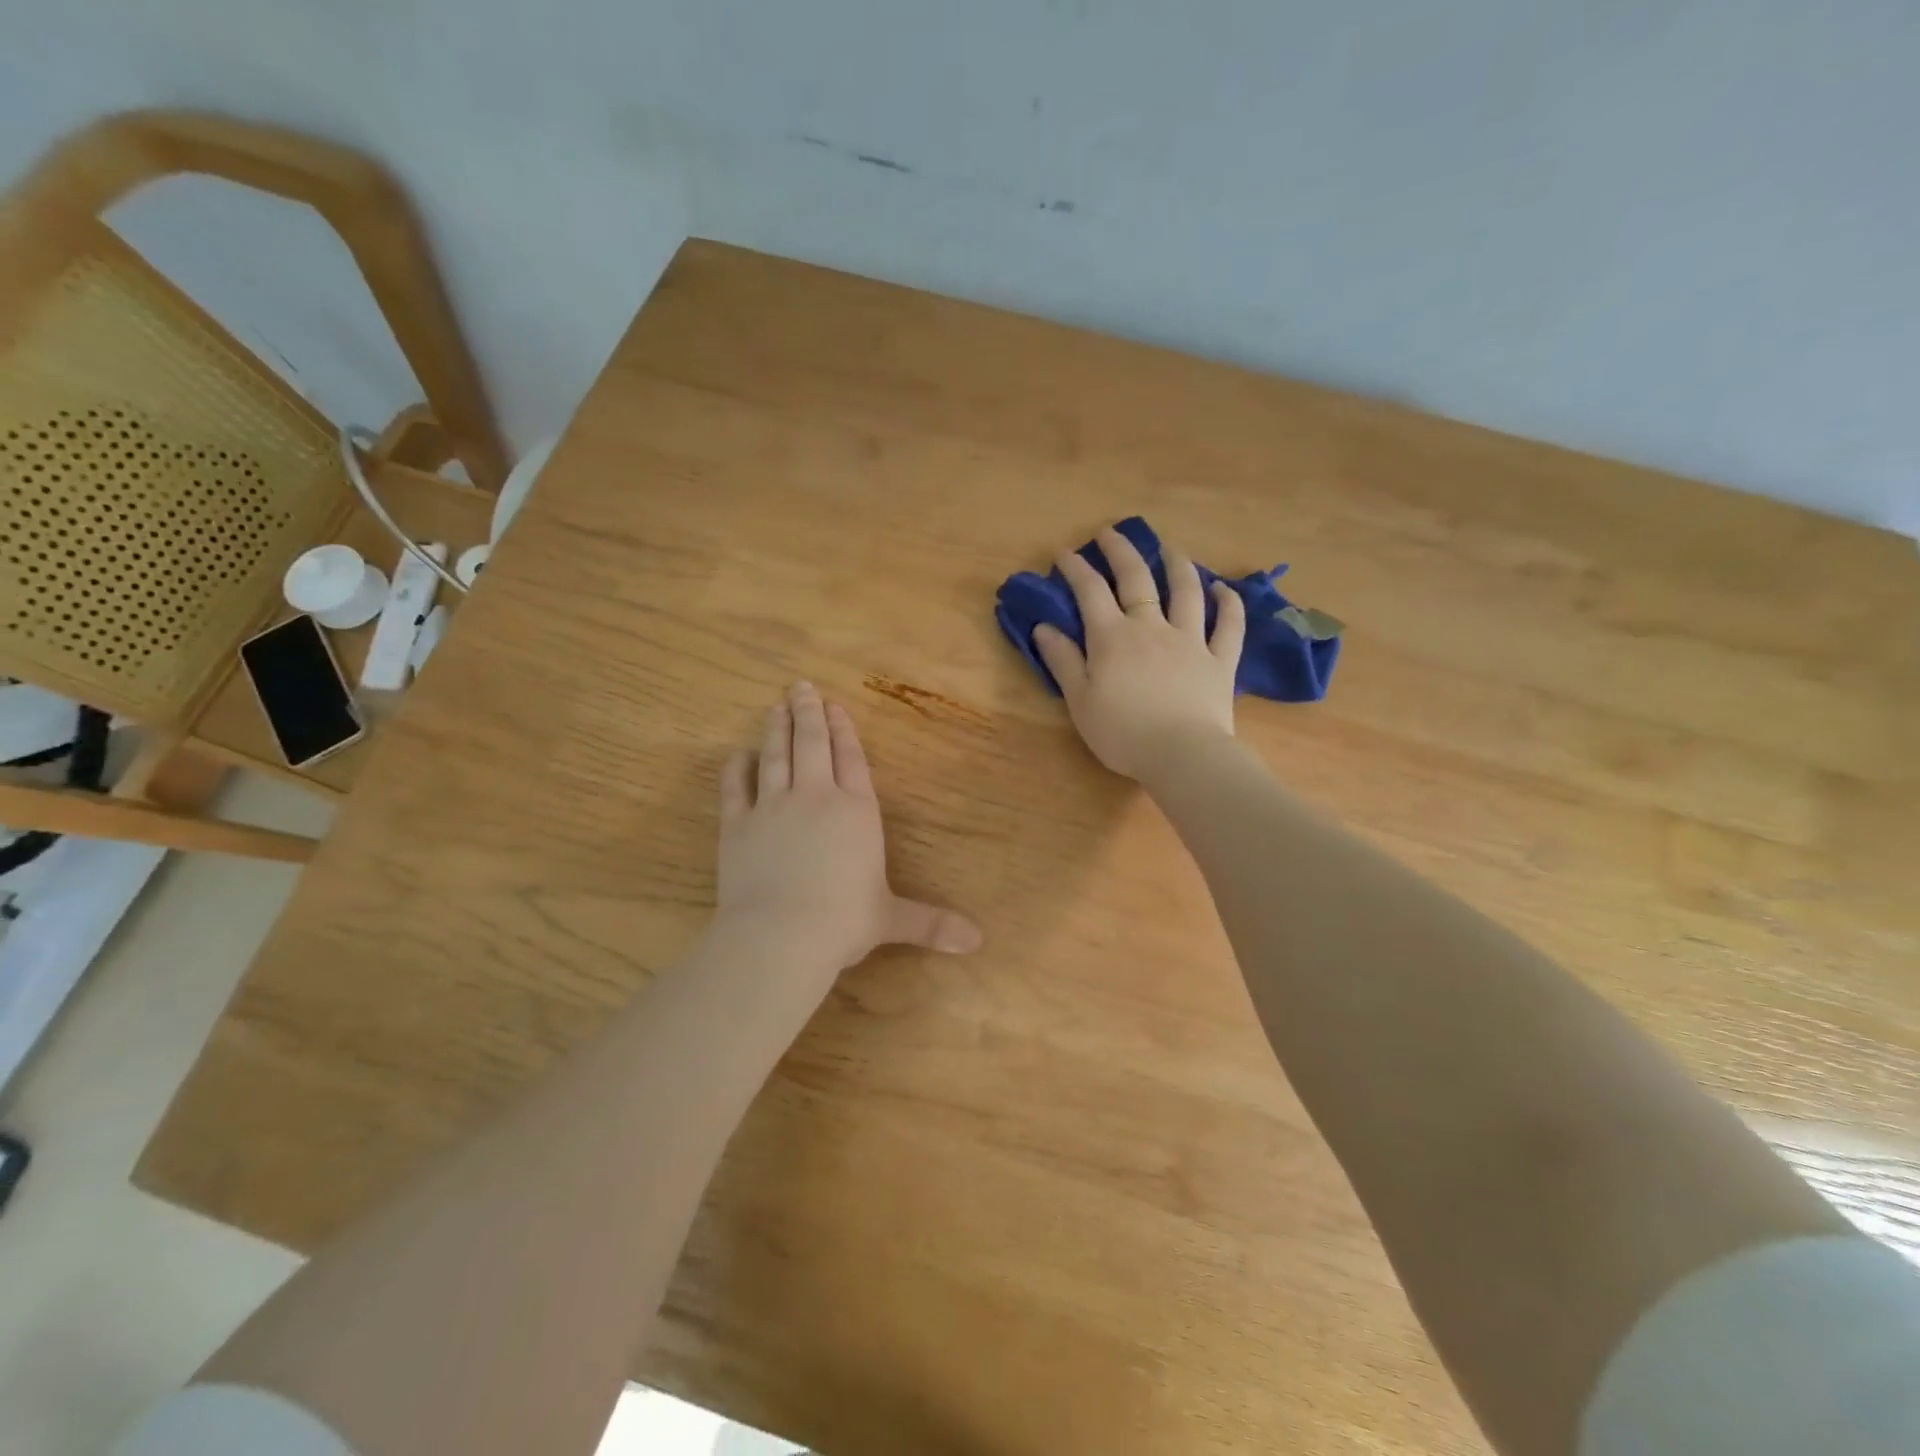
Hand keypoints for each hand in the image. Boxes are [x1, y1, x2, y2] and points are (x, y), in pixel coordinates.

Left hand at [715, 682, 982, 974]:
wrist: (780, 935)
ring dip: (777, 729)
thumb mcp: (892, 919)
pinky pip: (734, 788)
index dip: (844, 731)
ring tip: (777, 707)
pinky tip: (738, 754)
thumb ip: (932, 922)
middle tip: (801, 687)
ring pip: (775, 756)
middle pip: (812, 745)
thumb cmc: (843, 922)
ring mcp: (772, 807)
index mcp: (855, 811)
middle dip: (809, 714)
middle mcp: (815, 798)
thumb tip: (978, 941)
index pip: (851, 759)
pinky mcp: (737, 825)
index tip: (836, 705)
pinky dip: (736, 769)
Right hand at [1032, 525, 1244, 779]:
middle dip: (1121, 551)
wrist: (1182, 755)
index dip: (1076, 568)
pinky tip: (1223, 589)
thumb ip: (1063, 661)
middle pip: (1136, 579)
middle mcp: (1151, 627)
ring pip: (1186, 592)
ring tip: (1170, 549)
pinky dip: (1228, 603)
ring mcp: (1190, 640)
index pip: (1090, 591)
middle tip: (1111, 533)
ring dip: (1177, 565)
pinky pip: (1229, 625)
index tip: (1065, 553)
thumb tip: (1044, 627)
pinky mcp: (1220, 660)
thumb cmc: (1122, 733)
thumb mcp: (1080, 700)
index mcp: (1112, 637)